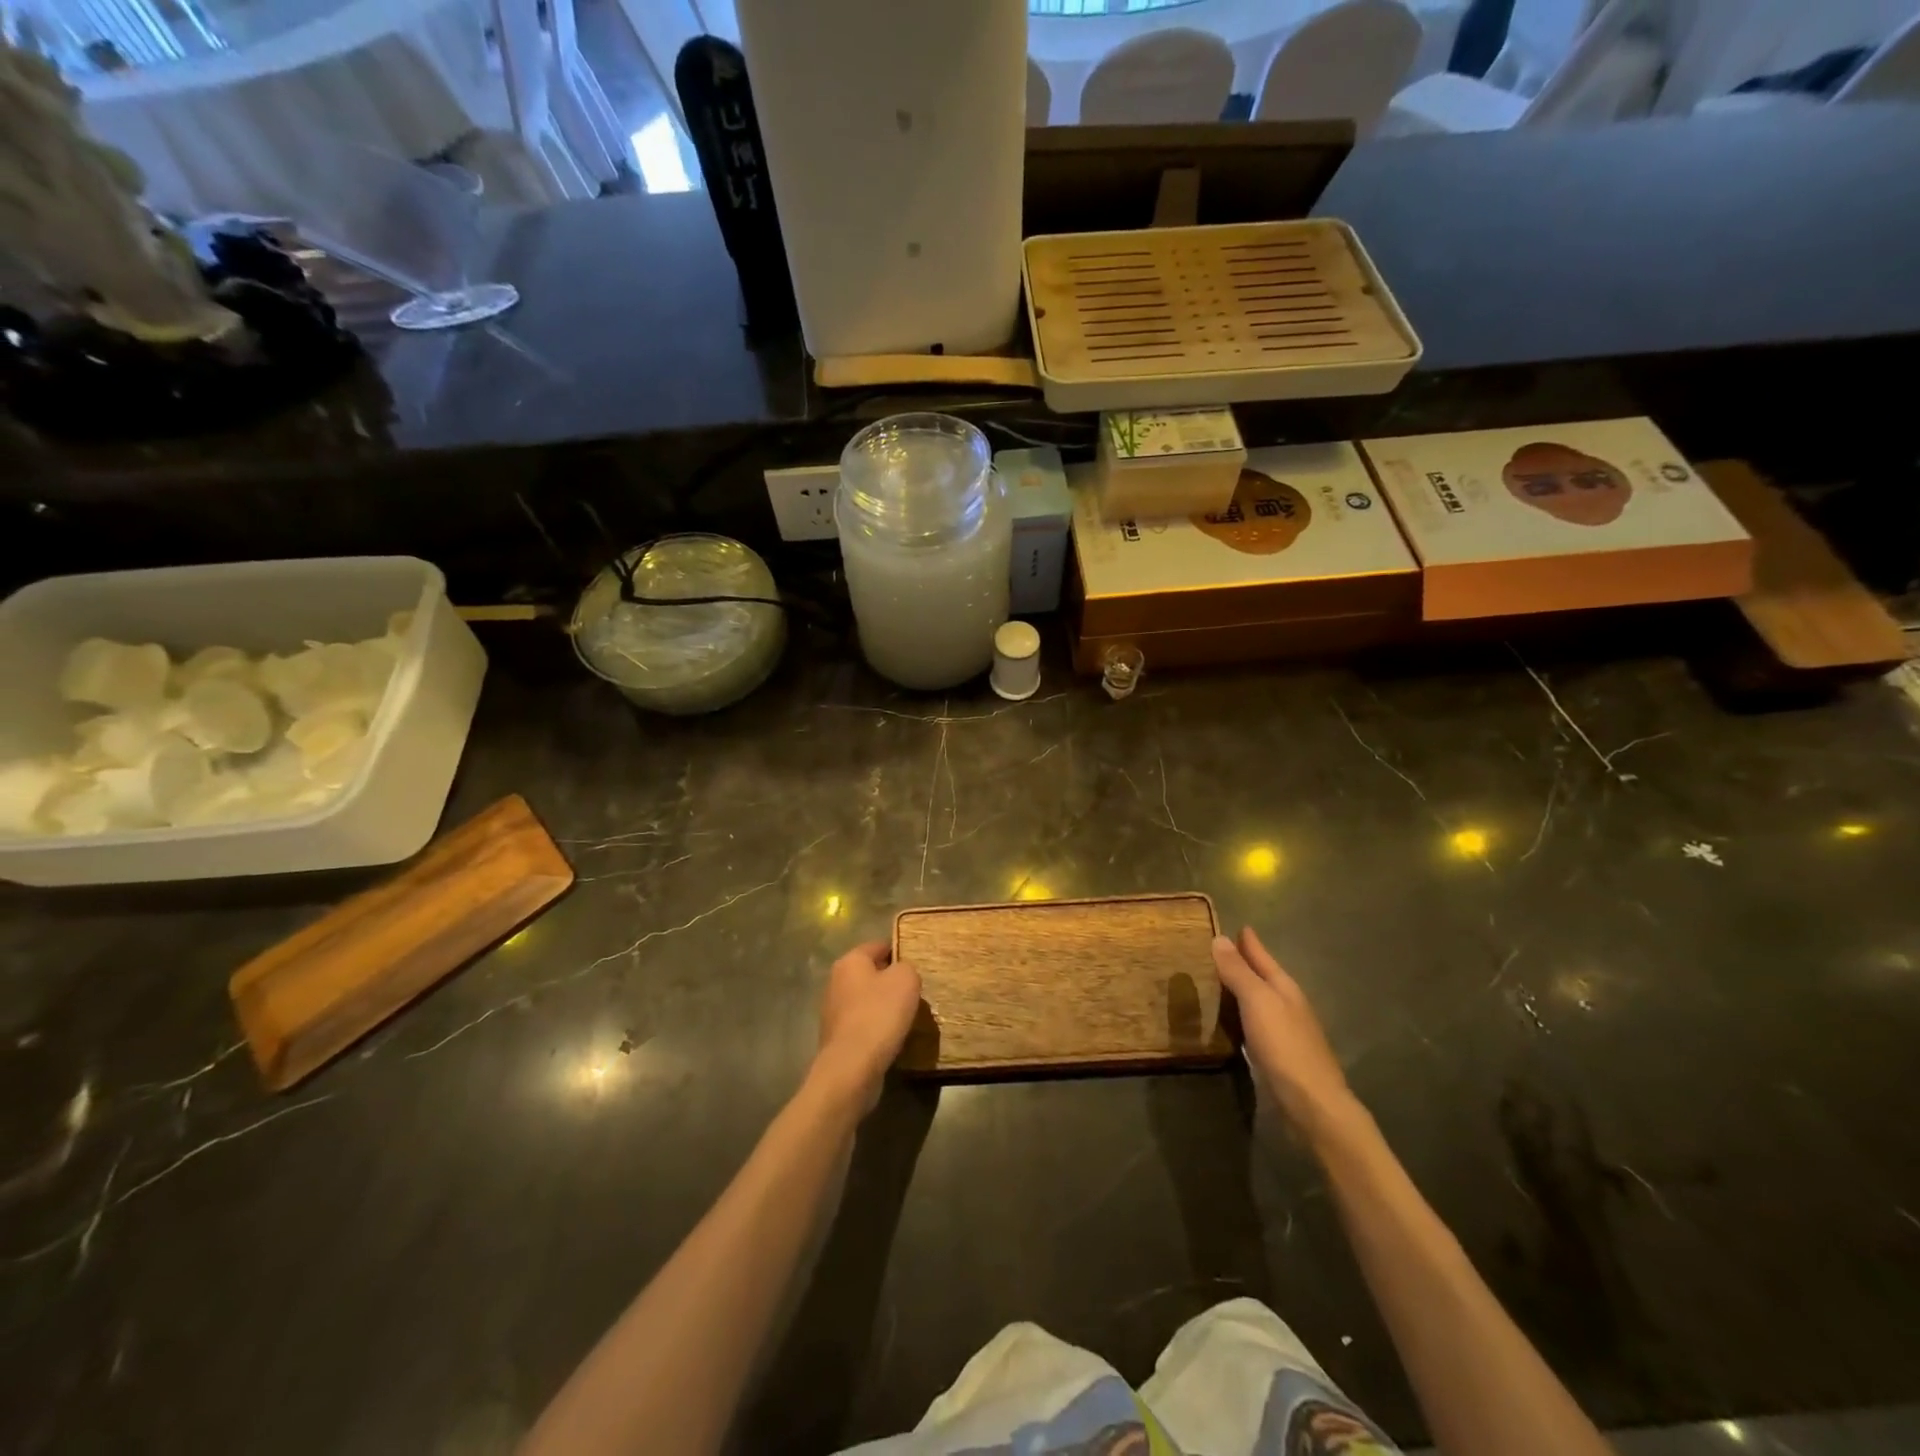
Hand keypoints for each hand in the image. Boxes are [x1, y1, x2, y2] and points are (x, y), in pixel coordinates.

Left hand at [813, 941, 922, 1110]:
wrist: (852, 1067)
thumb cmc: (879, 1014)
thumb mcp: (906, 980)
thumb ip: (907, 968)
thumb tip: (901, 973)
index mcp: (850, 961)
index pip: (879, 946)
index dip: (900, 951)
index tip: (918, 964)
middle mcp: (836, 981)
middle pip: (871, 974)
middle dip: (892, 981)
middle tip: (916, 992)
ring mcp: (833, 1010)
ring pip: (867, 1000)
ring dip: (885, 1006)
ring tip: (908, 1017)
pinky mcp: (837, 1037)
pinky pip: (863, 1024)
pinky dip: (877, 1028)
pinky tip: (892, 1037)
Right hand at [1212, 927, 1357, 1139]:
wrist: (1312, 1106)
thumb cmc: (1285, 1046)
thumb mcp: (1258, 1001)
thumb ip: (1238, 972)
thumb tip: (1220, 939)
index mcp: (1284, 988)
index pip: (1262, 956)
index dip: (1248, 942)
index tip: (1235, 925)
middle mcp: (1287, 1005)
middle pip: (1262, 977)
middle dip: (1243, 964)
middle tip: (1215, 951)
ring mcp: (1285, 1032)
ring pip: (1258, 1002)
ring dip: (1240, 991)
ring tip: (1214, 982)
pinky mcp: (1277, 1056)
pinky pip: (1253, 1025)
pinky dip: (1240, 1016)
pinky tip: (1227, 1022)